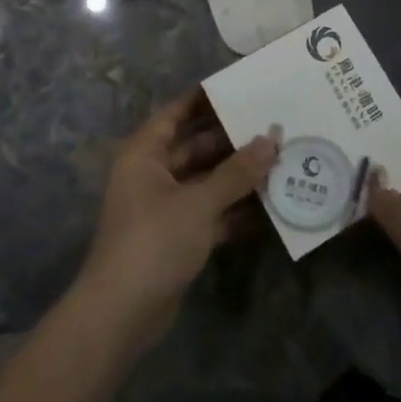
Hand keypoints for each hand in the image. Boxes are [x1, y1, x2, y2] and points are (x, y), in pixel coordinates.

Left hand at [72, 89, 276, 356]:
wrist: (121, 314)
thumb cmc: (155, 240)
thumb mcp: (200, 202)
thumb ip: (237, 172)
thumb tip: (271, 138)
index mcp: (145, 153)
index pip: (177, 113)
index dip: (205, 99)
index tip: (240, 87)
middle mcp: (152, 174)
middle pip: (195, 147)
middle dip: (232, 141)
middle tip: (272, 127)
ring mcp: (164, 208)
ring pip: (205, 181)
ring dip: (237, 177)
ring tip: (279, 162)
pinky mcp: (175, 238)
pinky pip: (208, 212)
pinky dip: (233, 210)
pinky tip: (268, 207)